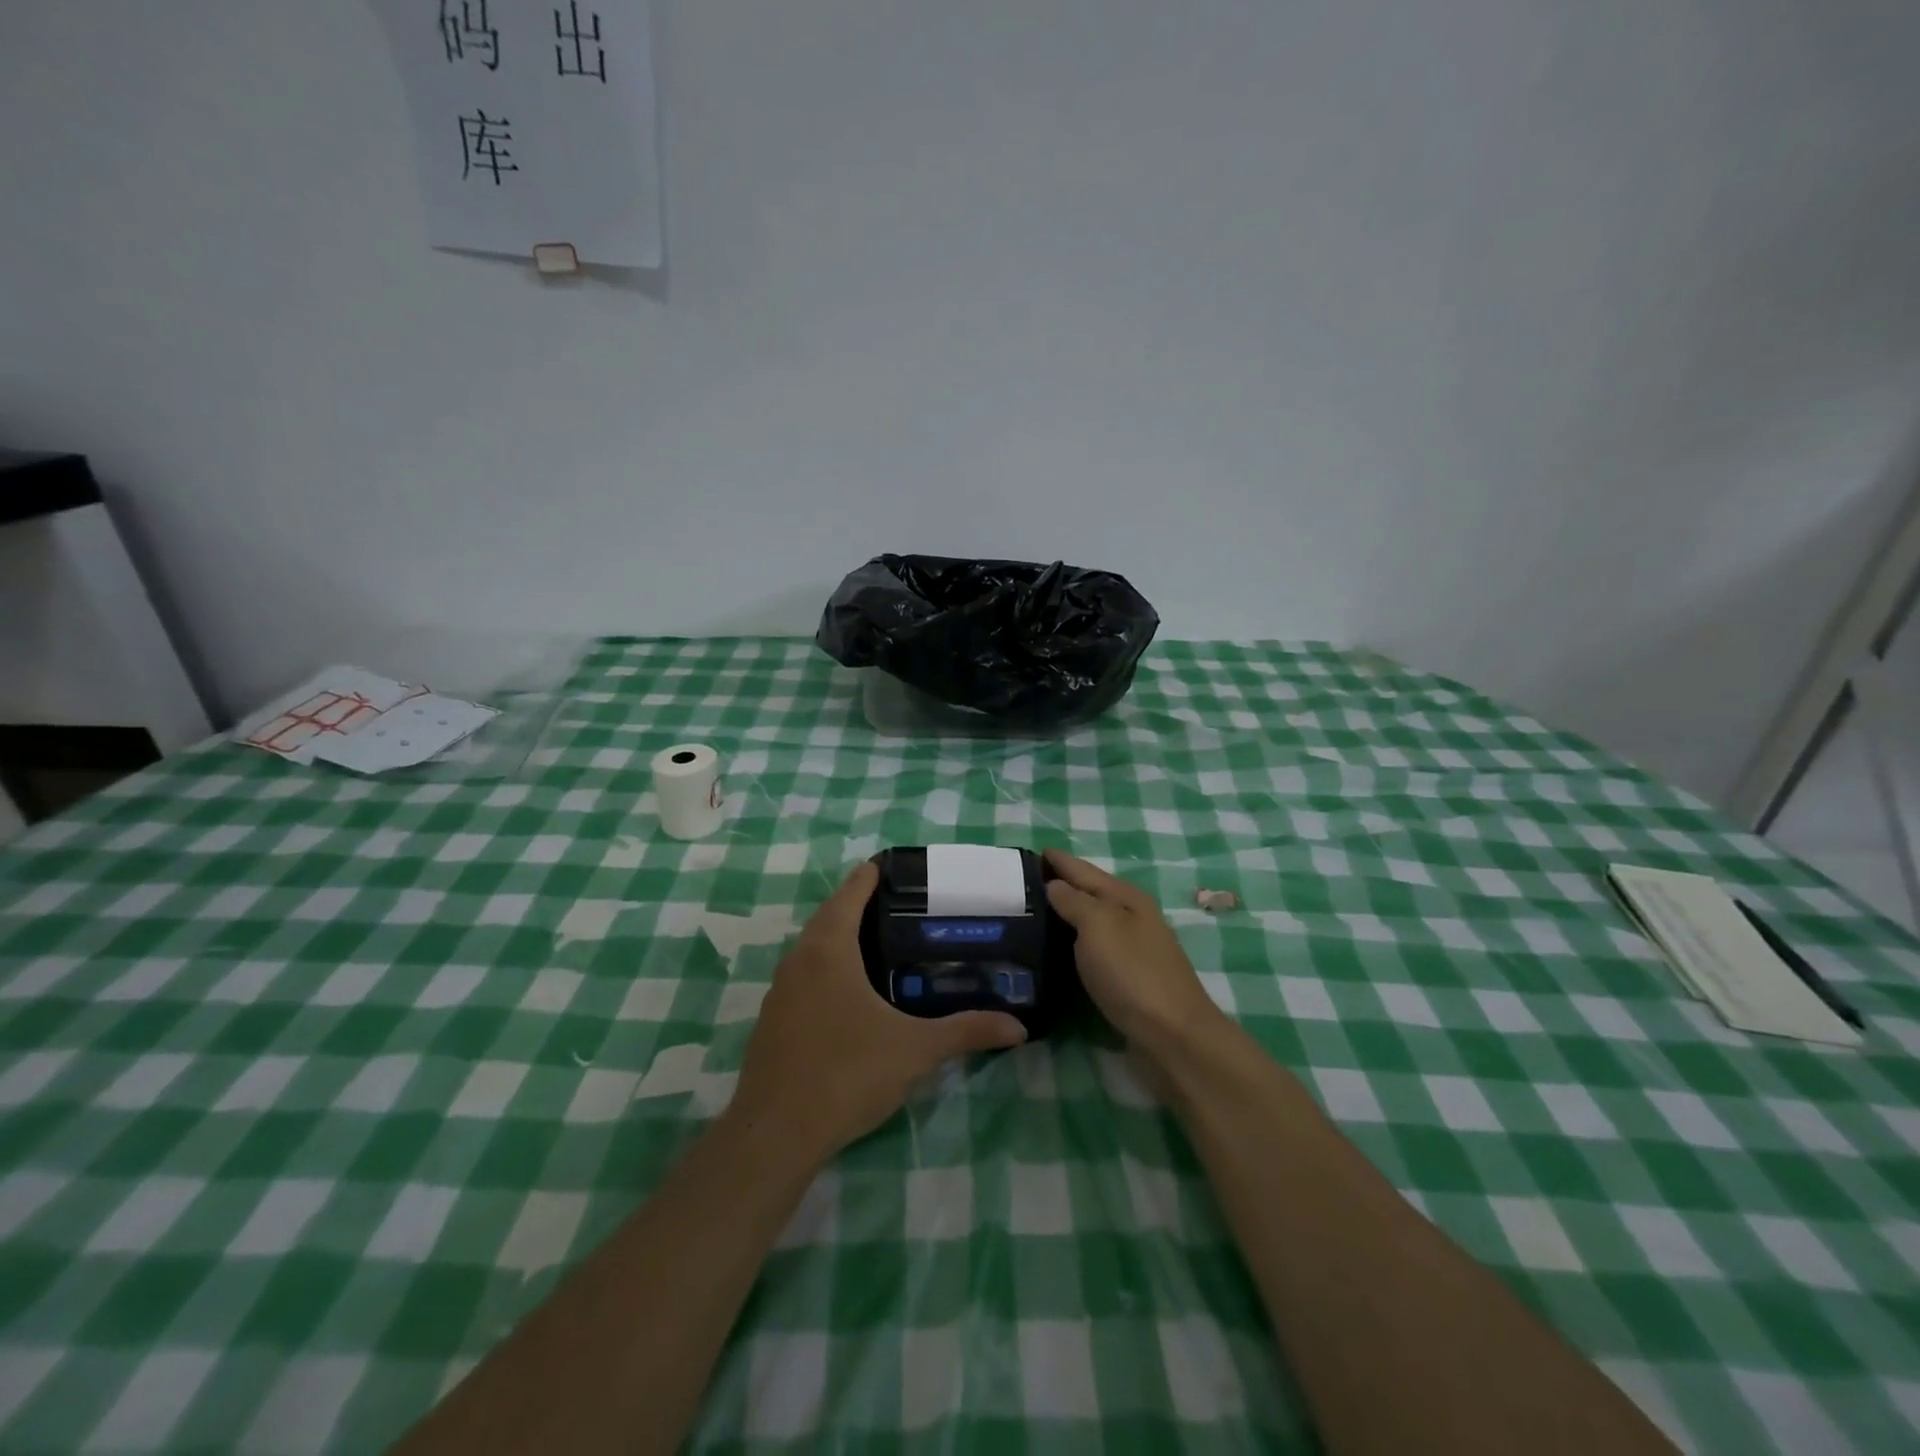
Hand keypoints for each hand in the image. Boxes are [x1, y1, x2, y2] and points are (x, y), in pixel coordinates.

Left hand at [728, 862, 1027, 1162]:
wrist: (776, 1134)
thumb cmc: (847, 1074)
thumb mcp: (915, 1050)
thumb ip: (966, 1032)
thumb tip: (1017, 1027)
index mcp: (829, 950)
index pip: (850, 893)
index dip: (870, 875)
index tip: (894, 864)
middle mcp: (798, 960)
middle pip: (829, 916)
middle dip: (858, 904)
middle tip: (899, 904)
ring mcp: (779, 991)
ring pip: (812, 948)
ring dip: (839, 937)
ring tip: (879, 942)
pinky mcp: (772, 1020)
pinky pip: (802, 977)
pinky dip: (826, 969)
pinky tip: (849, 993)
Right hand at [1044, 848, 1224, 1052]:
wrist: (1172, 1034)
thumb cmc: (1132, 972)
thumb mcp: (1098, 926)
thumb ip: (1074, 901)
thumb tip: (1054, 884)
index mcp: (1125, 897)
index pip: (1083, 869)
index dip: (1057, 860)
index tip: (1028, 853)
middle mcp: (1131, 916)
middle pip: (1089, 892)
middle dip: (1059, 884)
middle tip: (1021, 884)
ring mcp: (1133, 947)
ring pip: (1091, 920)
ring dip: (1066, 914)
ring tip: (1032, 913)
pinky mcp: (1129, 976)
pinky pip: (1093, 947)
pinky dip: (1074, 941)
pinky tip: (1056, 948)